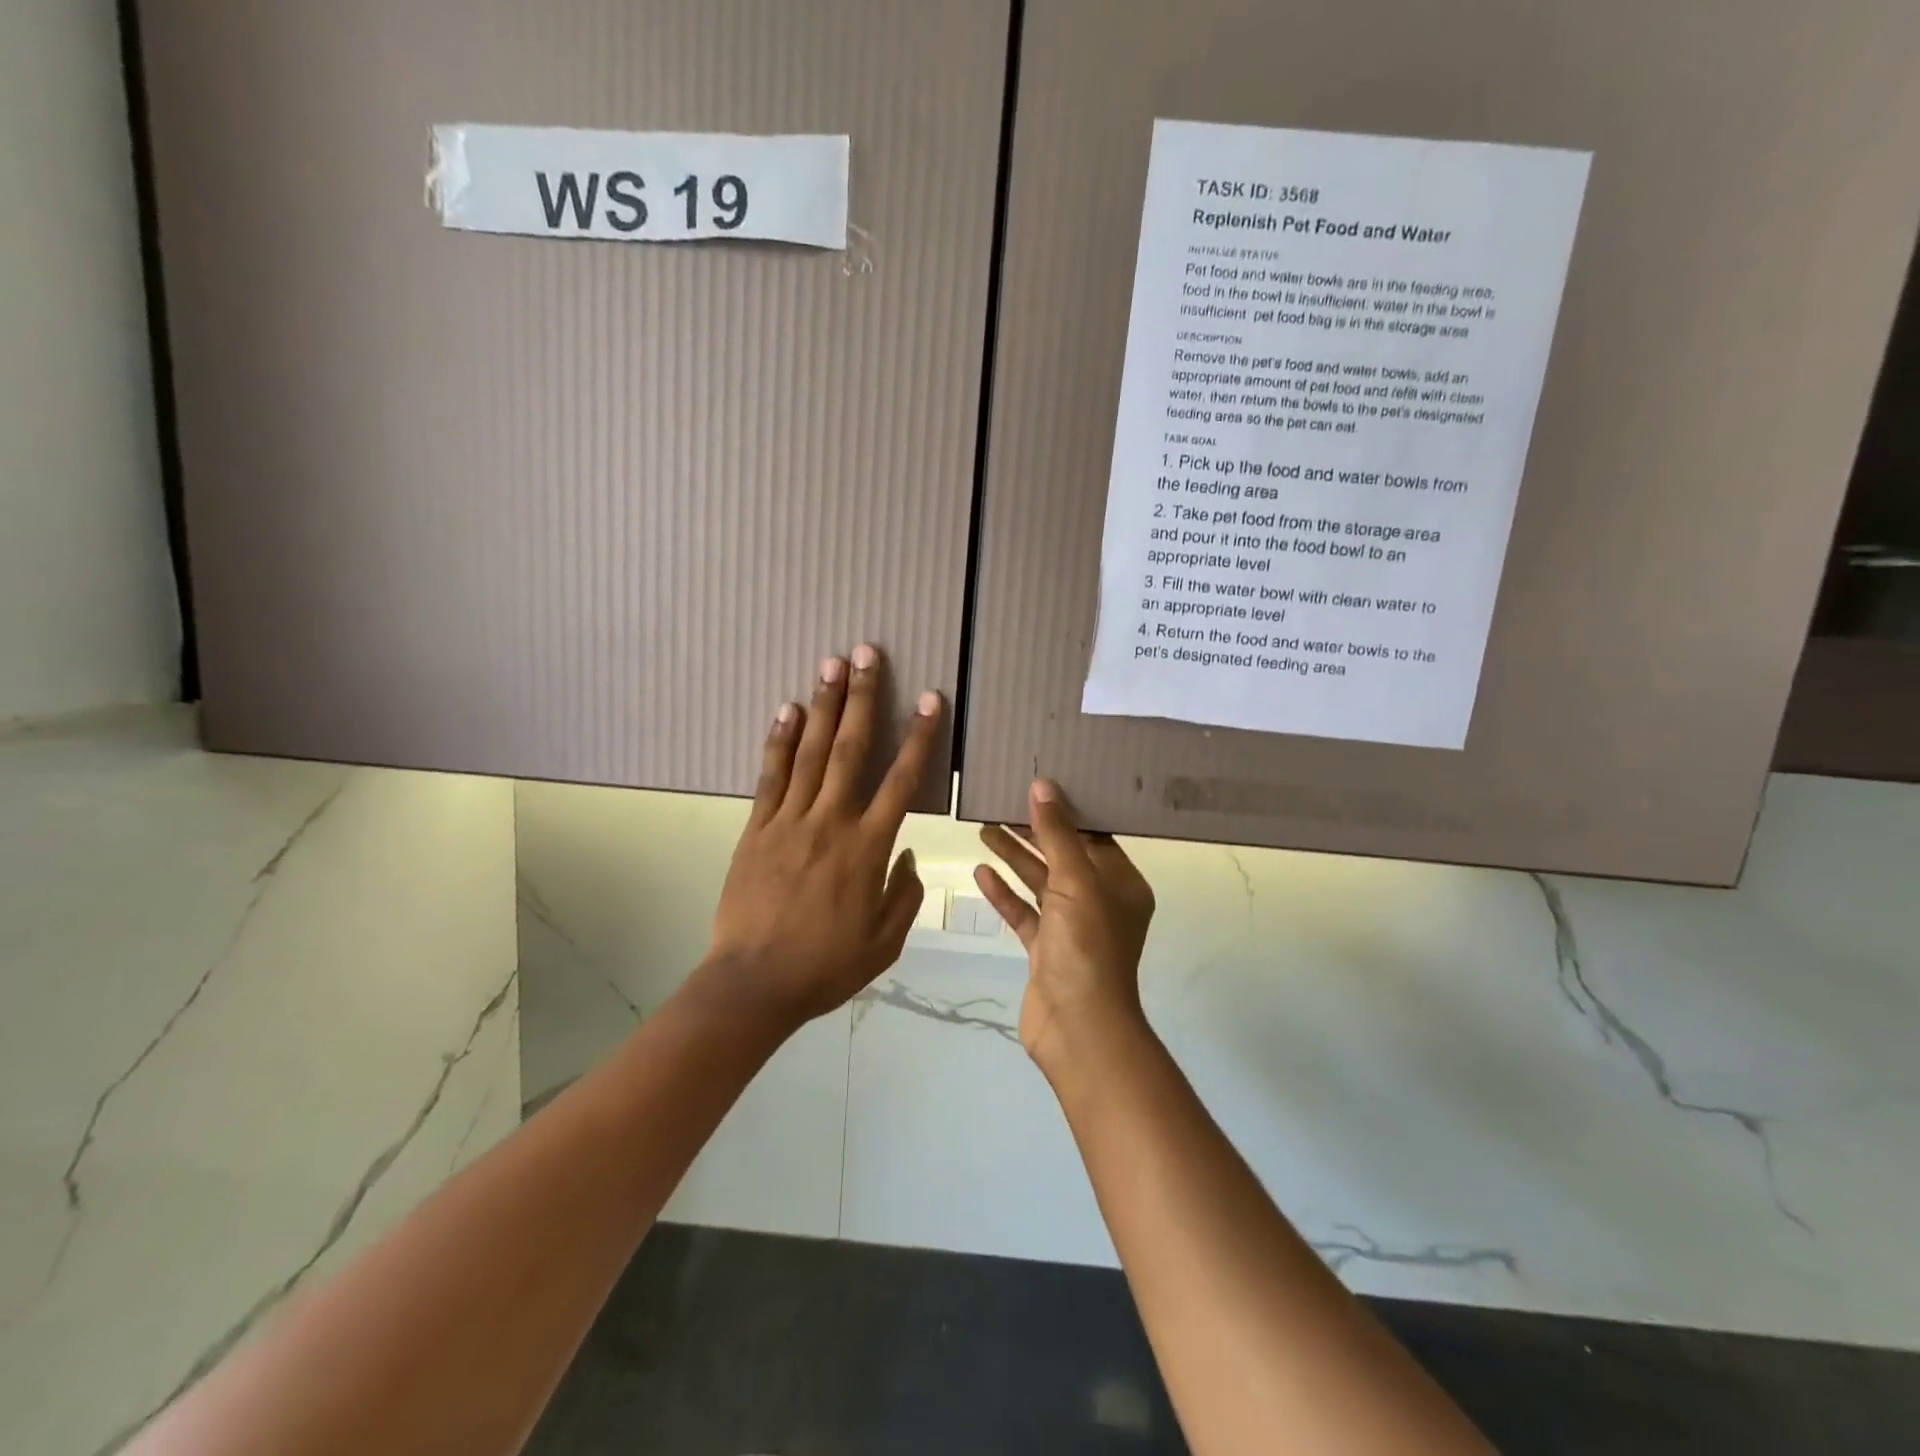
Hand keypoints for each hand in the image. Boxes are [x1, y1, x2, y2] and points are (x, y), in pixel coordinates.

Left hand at [705, 644, 943, 1026]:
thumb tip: (909, 855)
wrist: (753, 984)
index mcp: (867, 849)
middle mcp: (830, 823)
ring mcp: (789, 822)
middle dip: (863, 698)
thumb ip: (904, 894)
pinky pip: (770, 777)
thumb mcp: (884, 943)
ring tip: (830, 664)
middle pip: (851, 749)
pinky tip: (787, 710)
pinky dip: (780, 741)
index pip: (901, 781)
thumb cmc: (825, 967)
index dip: (919, 737)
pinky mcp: (756, 830)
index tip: (931, 700)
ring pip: (811, 753)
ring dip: (823, 706)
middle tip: (867, 653)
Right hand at [976, 780, 1155, 1075]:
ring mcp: (1071, 927)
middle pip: (1063, 856)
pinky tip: (981, 871)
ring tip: (984, 828)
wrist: (1078, 1028)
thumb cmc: (1087, 946)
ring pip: (1040, 882)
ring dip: (1015, 857)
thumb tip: (1043, 786)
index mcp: (1122, 884)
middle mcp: (1100, 902)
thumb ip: (1057, 835)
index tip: (1038, 786)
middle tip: (1001, 803)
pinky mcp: (1046, 949)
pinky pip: (1024, 912)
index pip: (1094, 837)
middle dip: (1033, 831)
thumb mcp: (1075, 882)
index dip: (1066, 812)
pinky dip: (1005, 893)